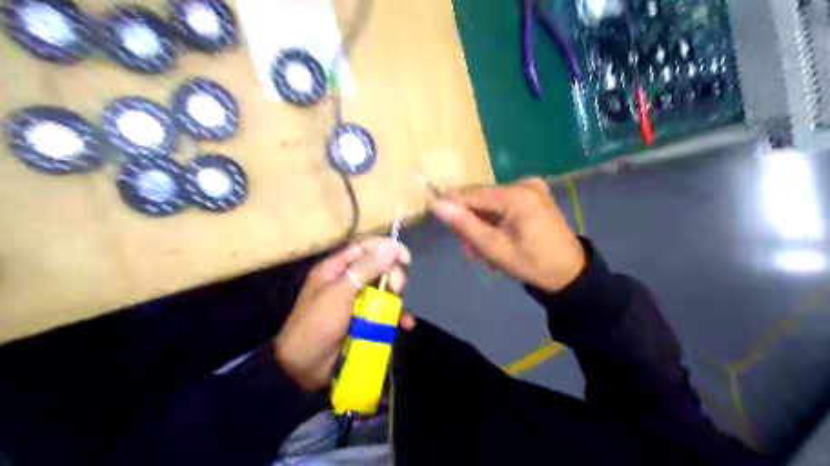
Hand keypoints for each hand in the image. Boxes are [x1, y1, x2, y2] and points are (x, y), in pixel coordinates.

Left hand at [276, 237, 413, 388]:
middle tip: (396, 289)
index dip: (386, 248)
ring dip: (397, 299)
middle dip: (393, 276)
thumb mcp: (339, 294)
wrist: (302, 368)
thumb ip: (365, 269)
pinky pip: (386, 312)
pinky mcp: (365, 320)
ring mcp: (357, 301)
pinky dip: (397, 317)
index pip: (364, 247)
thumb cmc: (317, 325)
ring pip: (385, 290)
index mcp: (335, 269)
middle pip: (379, 267)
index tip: (405, 258)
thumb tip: (390, 246)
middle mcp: (348, 281)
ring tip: (400, 311)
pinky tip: (405, 325)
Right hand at [434, 176, 582, 291]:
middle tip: (469, 253)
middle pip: (481, 199)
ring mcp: (532, 189)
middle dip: (471, 225)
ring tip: (484, 255)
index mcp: (516, 195)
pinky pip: (504, 206)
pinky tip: (497, 242)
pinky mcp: (535, 196)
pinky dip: (496, 223)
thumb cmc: (532, 264)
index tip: (436, 219)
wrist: (570, 273)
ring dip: (483, 228)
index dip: (450, 205)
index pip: (471, 194)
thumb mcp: (494, 248)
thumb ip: (465, 224)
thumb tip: (437, 204)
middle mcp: (524, 184)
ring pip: (491, 205)